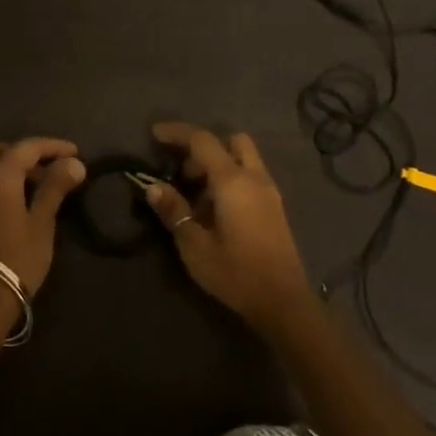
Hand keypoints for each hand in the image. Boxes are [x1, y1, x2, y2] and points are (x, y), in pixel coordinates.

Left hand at [0, 137, 84, 322]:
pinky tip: (8, 207)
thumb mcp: (41, 223)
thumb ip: (55, 188)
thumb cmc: (17, 259)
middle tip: (42, 169)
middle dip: (18, 152)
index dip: (52, 146)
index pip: (26, 147)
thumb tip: (74, 163)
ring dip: (2, 168)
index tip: (74, 152)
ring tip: (28, 189)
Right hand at [143, 123, 317, 335]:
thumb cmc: (235, 272)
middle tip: (182, 174)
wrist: (282, 301)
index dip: (177, 133)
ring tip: (196, 196)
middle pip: (231, 141)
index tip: (154, 135)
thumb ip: (174, 211)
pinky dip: (231, 178)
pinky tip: (216, 210)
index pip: (202, 141)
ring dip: (218, 164)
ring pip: (244, 158)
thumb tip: (153, 186)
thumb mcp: (194, 245)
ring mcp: (269, 191)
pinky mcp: (275, 207)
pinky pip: (251, 176)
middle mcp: (254, 177)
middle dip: (203, 148)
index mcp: (233, 181)